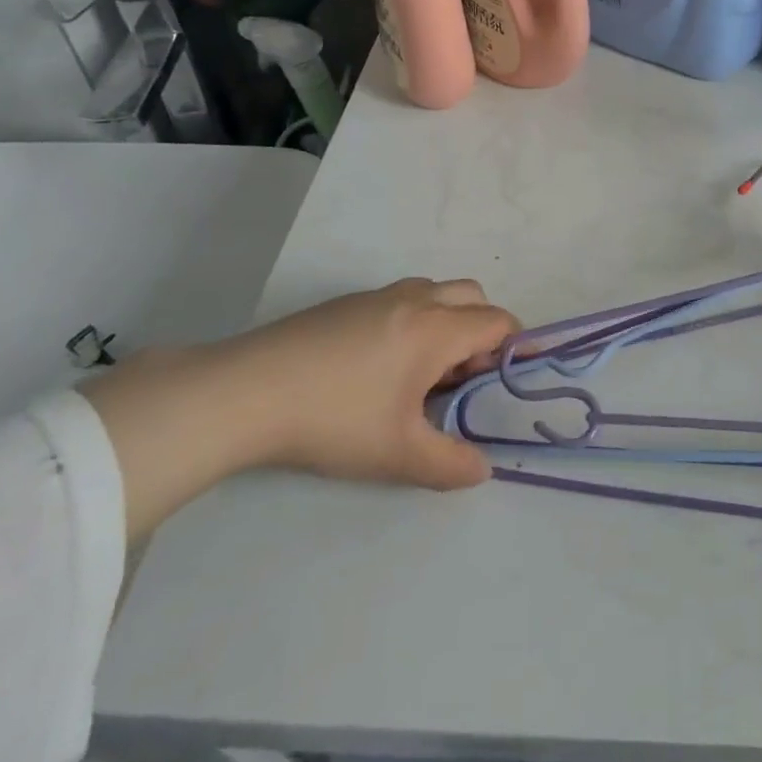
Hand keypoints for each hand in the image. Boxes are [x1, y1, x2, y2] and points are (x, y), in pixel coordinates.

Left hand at [83, 279, 517, 541]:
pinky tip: (379, 367)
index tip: (503, 380)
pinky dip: (414, 321)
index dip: (512, 346)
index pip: (497, 321)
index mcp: (436, 328)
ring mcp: (377, 296)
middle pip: (472, 295)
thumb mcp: (398, 454)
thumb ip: (450, 463)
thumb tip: (481, 468)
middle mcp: (415, 300)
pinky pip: (401, 299)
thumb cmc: (335, 419)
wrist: (248, 391)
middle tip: (462, 377)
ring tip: (421, 374)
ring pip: (434, 293)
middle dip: (481, 330)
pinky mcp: (346, 303)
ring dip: (446, 322)